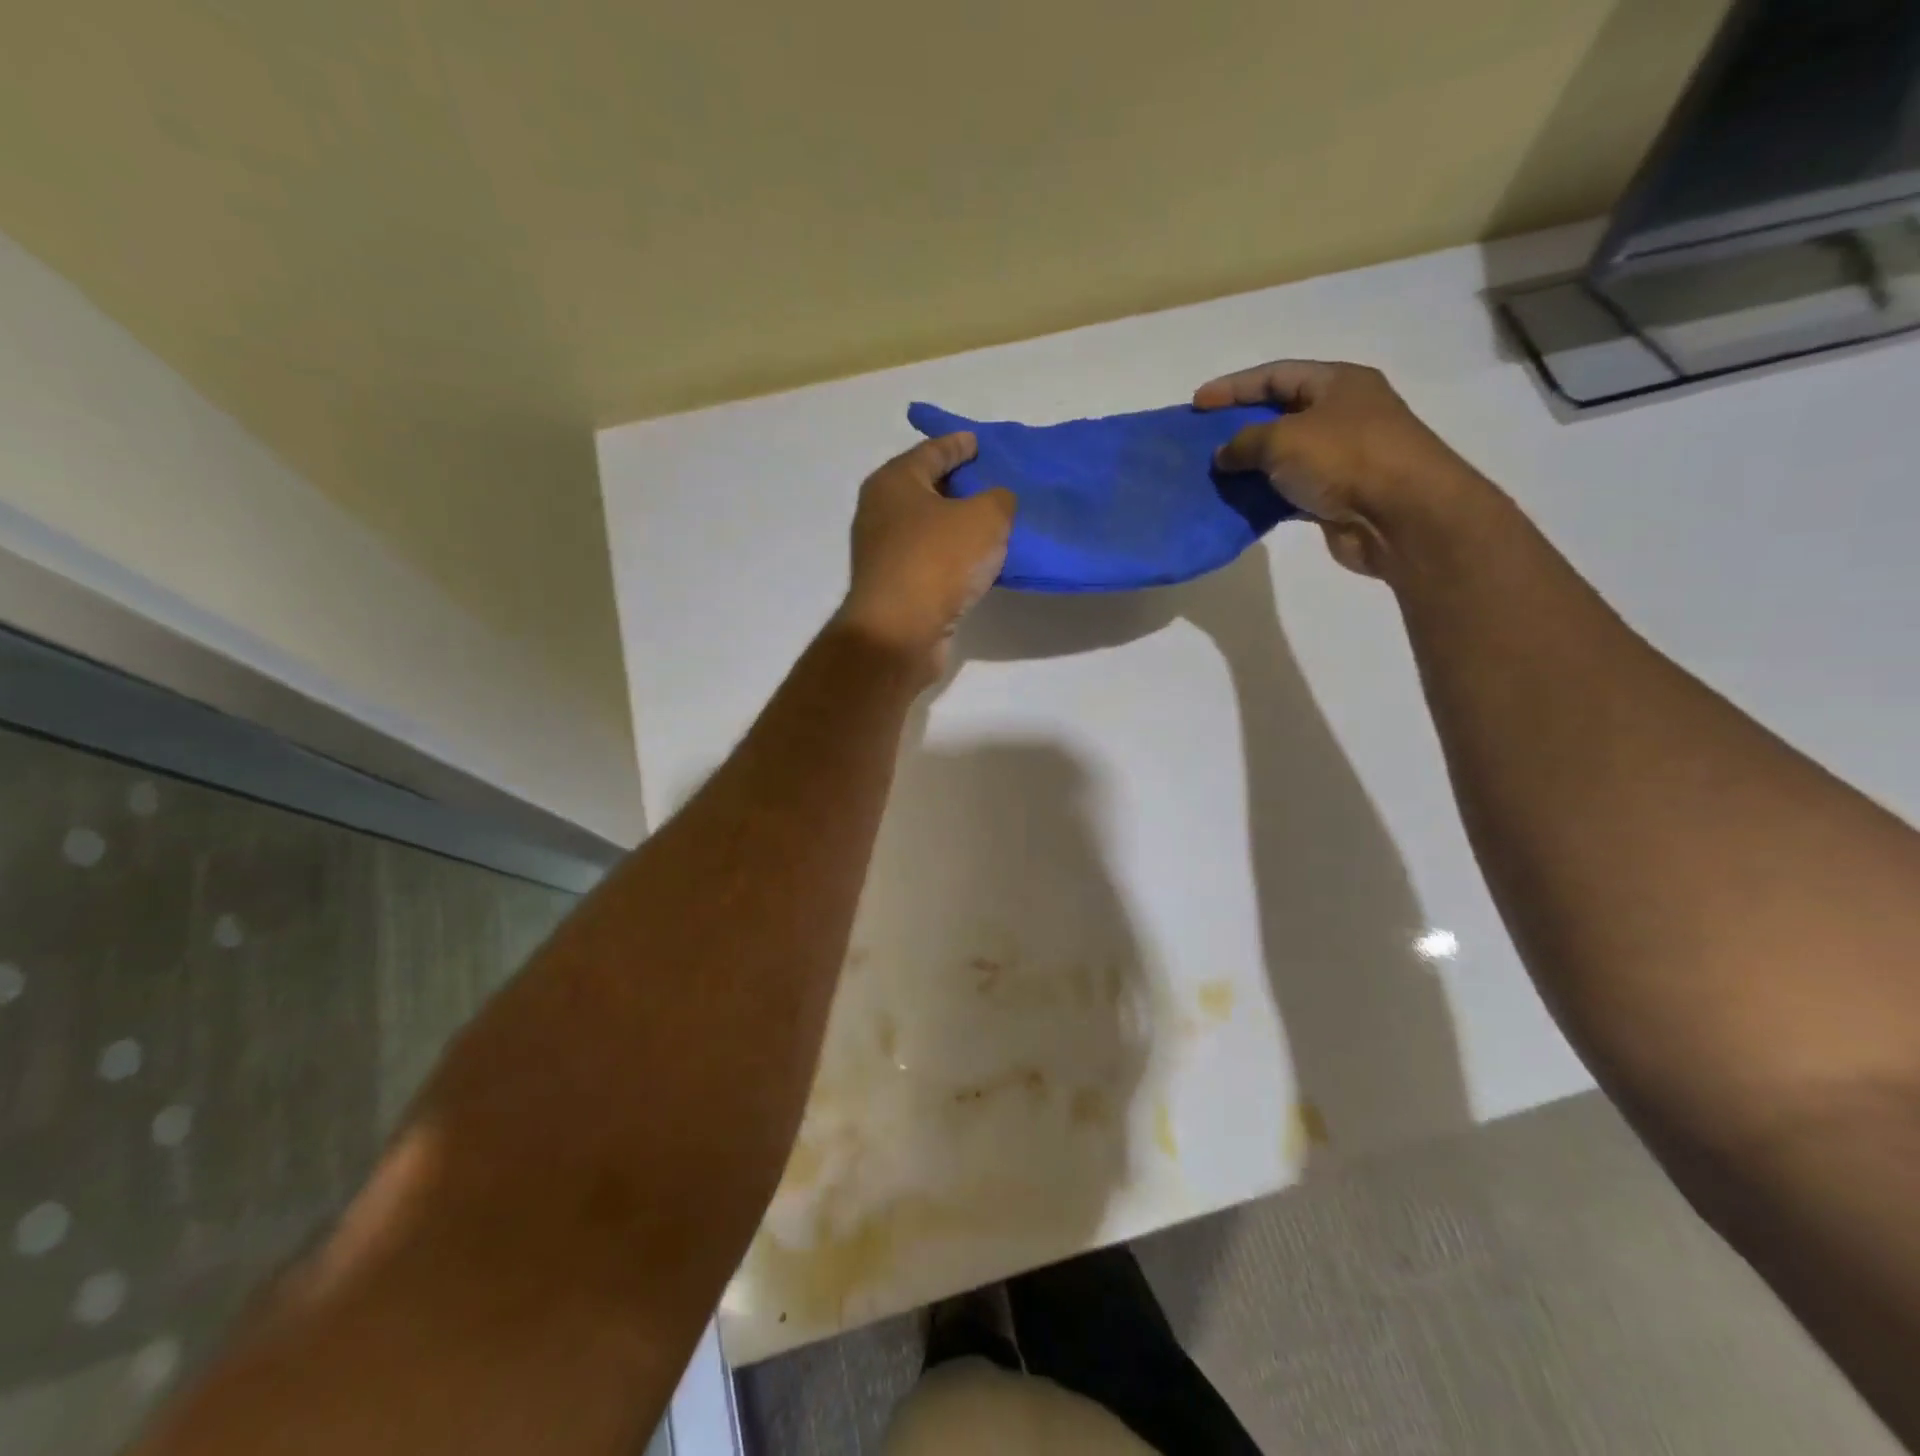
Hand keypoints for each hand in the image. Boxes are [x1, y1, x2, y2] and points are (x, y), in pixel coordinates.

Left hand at [836, 433, 1015, 678]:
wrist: (900, 633)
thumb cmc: (938, 561)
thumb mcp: (985, 518)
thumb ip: (999, 500)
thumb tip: (997, 502)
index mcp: (894, 481)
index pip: (931, 451)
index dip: (958, 444)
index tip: (980, 443)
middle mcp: (881, 512)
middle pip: (926, 488)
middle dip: (959, 485)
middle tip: (993, 483)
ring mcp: (883, 553)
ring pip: (928, 527)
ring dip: (957, 526)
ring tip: (994, 524)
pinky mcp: (894, 588)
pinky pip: (930, 560)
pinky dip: (952, 557)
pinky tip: (977, 563)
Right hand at [1194, 360, 1489, 577]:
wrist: (1401, 516)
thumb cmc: (1345, 459)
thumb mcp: (1284, 439)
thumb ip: (1245, 442)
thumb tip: (1223, 455)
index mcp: (1337, 383)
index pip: (1276, 374)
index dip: (1234, 386)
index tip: (1197, 404)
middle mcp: (1342, 414)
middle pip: (1280, 413)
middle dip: (1240, 426)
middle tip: (1202, 440)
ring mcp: (1341, 457)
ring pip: (1284, 455)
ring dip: (1250, 466)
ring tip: (1213, 475)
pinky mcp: (1336, 496)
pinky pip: (1290, 490)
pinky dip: (1264, 496)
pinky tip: (1238, 503)